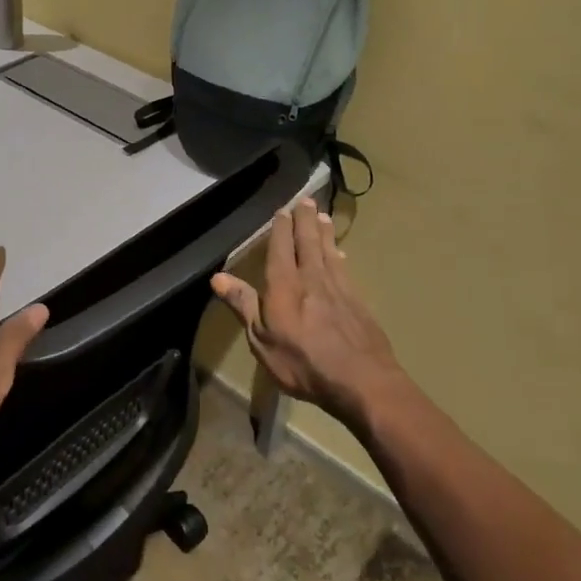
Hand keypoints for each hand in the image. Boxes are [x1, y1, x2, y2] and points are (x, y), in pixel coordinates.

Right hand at [211, 198, 401, 425]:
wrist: (362, 380)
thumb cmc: (303, 363)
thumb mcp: (261, 340)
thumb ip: (243, 305)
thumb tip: (218, 277)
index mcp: (285, 284)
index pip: (281, 248)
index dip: (281, 228)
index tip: (282, 210)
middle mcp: (312, 277)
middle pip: (308, 241)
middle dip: (305, 220)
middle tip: (305, 200)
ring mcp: (339, 287)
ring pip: (329, 250)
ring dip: (324, 232)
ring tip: (322, 216)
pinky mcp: (358, 300)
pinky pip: (344, 268)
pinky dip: (339, 255)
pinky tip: (340, 253)